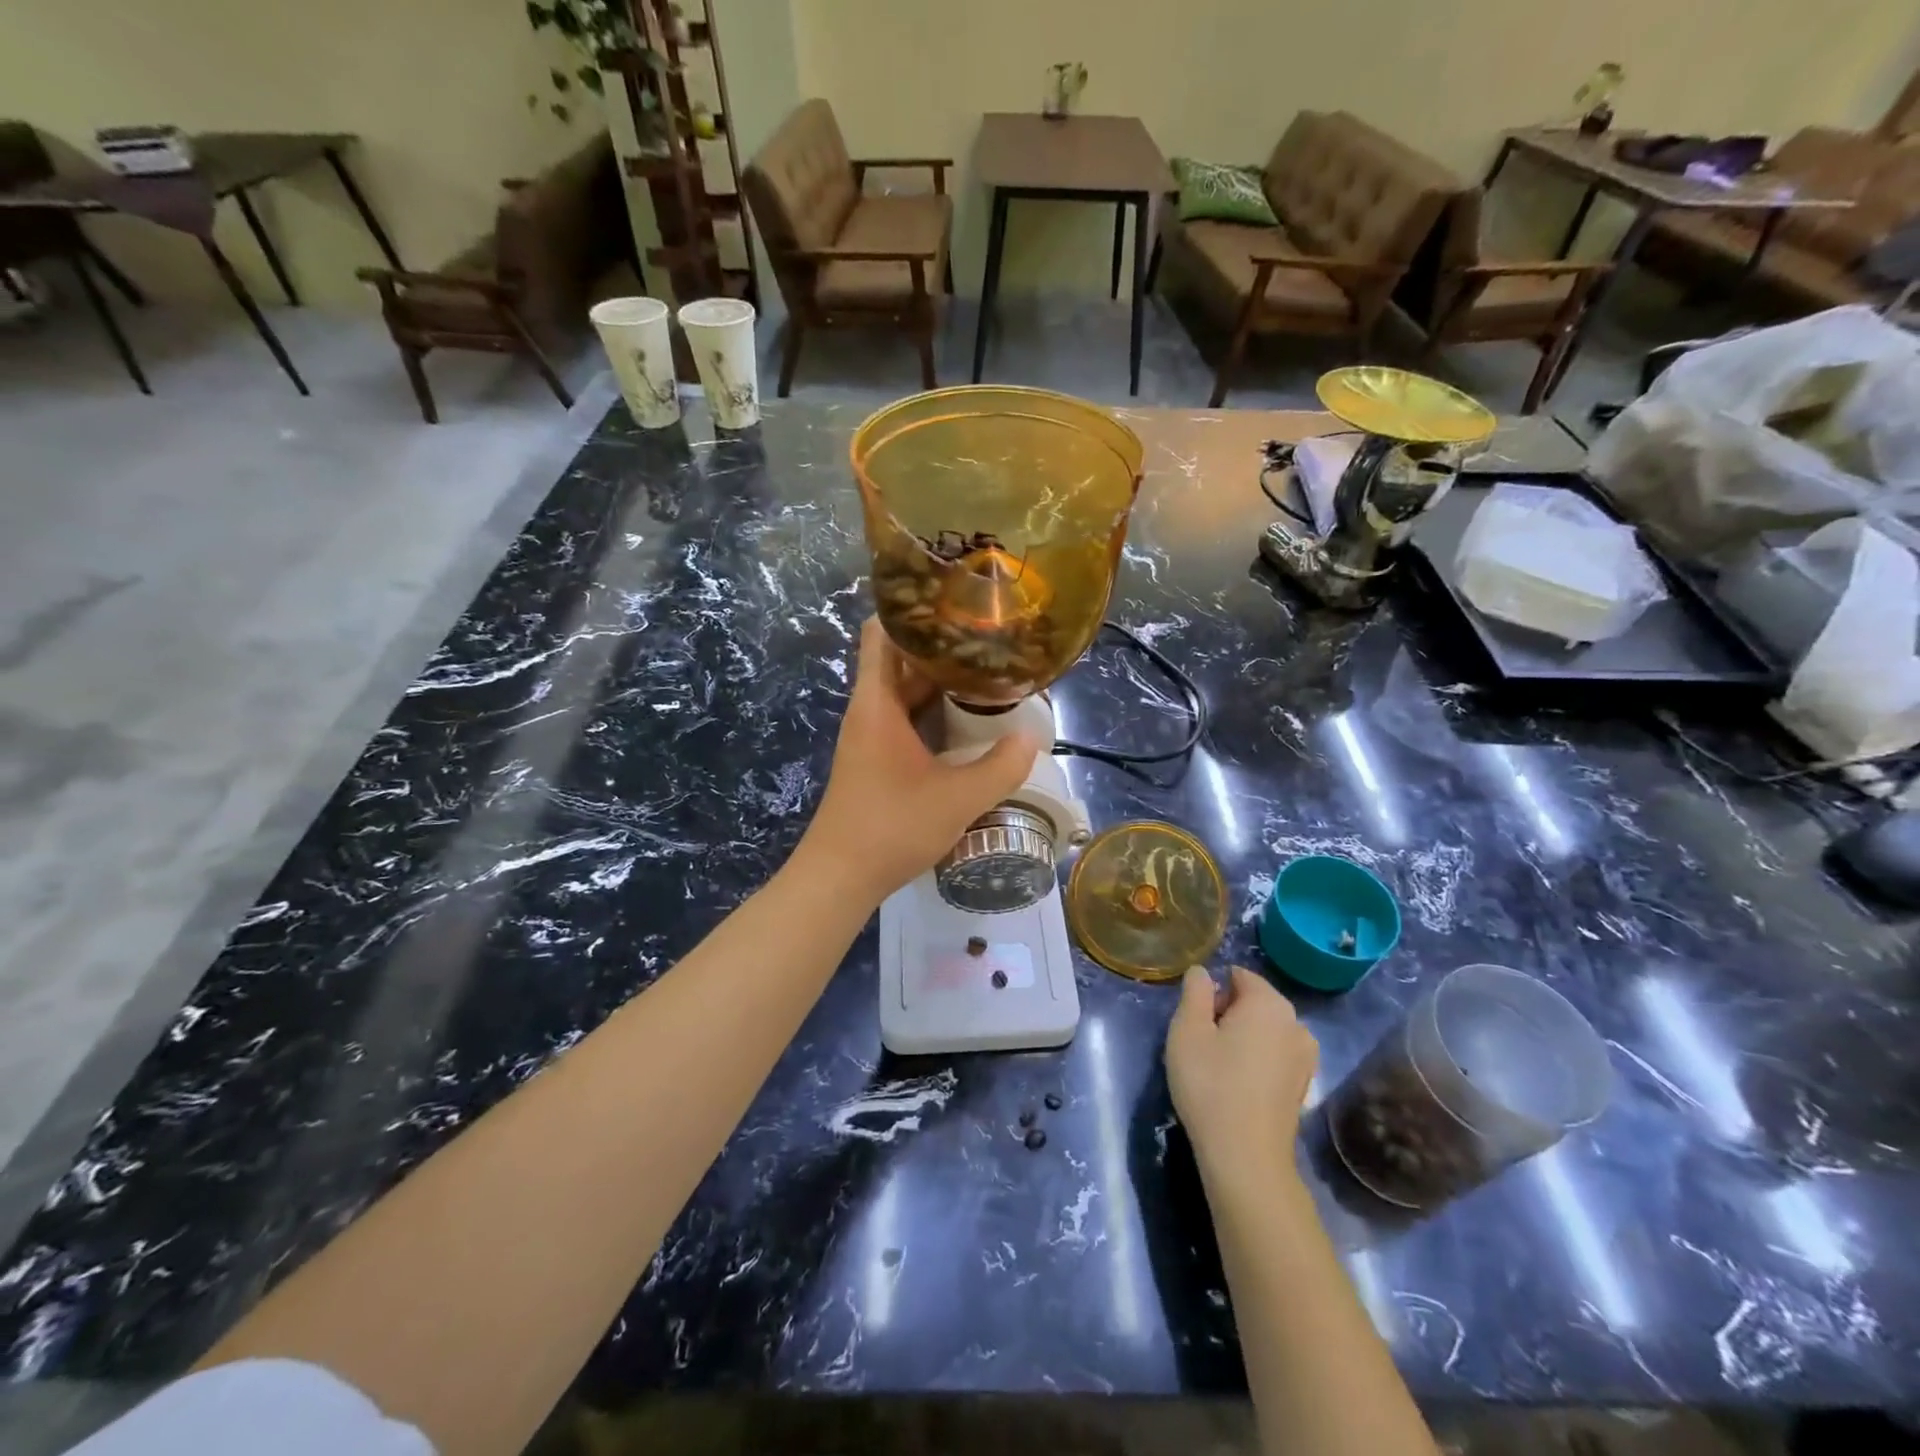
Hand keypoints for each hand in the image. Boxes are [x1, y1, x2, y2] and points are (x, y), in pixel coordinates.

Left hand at [797, 618, 1040, 903]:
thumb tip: (1031, 737)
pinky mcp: (876, 759)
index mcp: (878, 703)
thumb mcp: (957, 799)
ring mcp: (870, 736)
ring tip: (989, 674)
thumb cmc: (892, 828)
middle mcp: (870, 710)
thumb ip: (1001, 767)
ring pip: (906, 692)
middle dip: (943, 647)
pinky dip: (934, 712)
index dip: (913, 611)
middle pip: (901, 660)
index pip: (881, 632)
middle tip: (991, 640)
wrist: (839, 877)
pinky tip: (969, 721)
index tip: (955, 603)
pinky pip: (906, 719)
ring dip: (942, 683)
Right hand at [1166, 965, 1317, 1185]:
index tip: (1197, 1022)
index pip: (1238, 976)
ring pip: (1265, 1030)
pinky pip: (1275, 1055)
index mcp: (1269, 1003)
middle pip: (1254, 1001)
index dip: (1213, 993)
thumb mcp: (1187, 1030)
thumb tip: (1202, 973)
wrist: (1246, 1156)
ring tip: (1219, 1066)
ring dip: (1243, 1038)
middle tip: (1203, 1043)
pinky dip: (1257, 1060)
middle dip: (1228, 1013)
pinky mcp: (1304, 1085)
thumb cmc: (1211, 1084)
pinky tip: (1239, 1085)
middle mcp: (1296, 1023)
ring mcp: (1306, 1056)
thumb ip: (1195, 992)